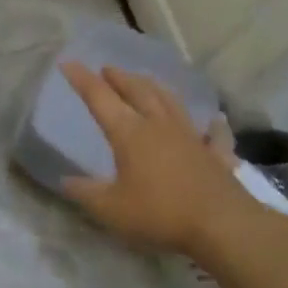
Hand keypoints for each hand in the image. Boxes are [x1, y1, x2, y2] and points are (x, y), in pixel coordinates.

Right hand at [60, 63, 287, 257]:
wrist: (222, 225)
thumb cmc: (160, 213)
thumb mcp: (111, 209)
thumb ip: (86, 193)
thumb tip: (65, 181)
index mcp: (130, 133)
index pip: (100, 98)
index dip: (82, 79)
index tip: (68, 62)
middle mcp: (159, 126)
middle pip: (138, 91)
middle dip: (120, 78)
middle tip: (107, 69)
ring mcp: (191, 137)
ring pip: (171, 102)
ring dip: (155, 88)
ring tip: (145, 81)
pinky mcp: (216, 155)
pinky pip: (215, 135)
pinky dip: (214, 127)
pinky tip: (217, 121)